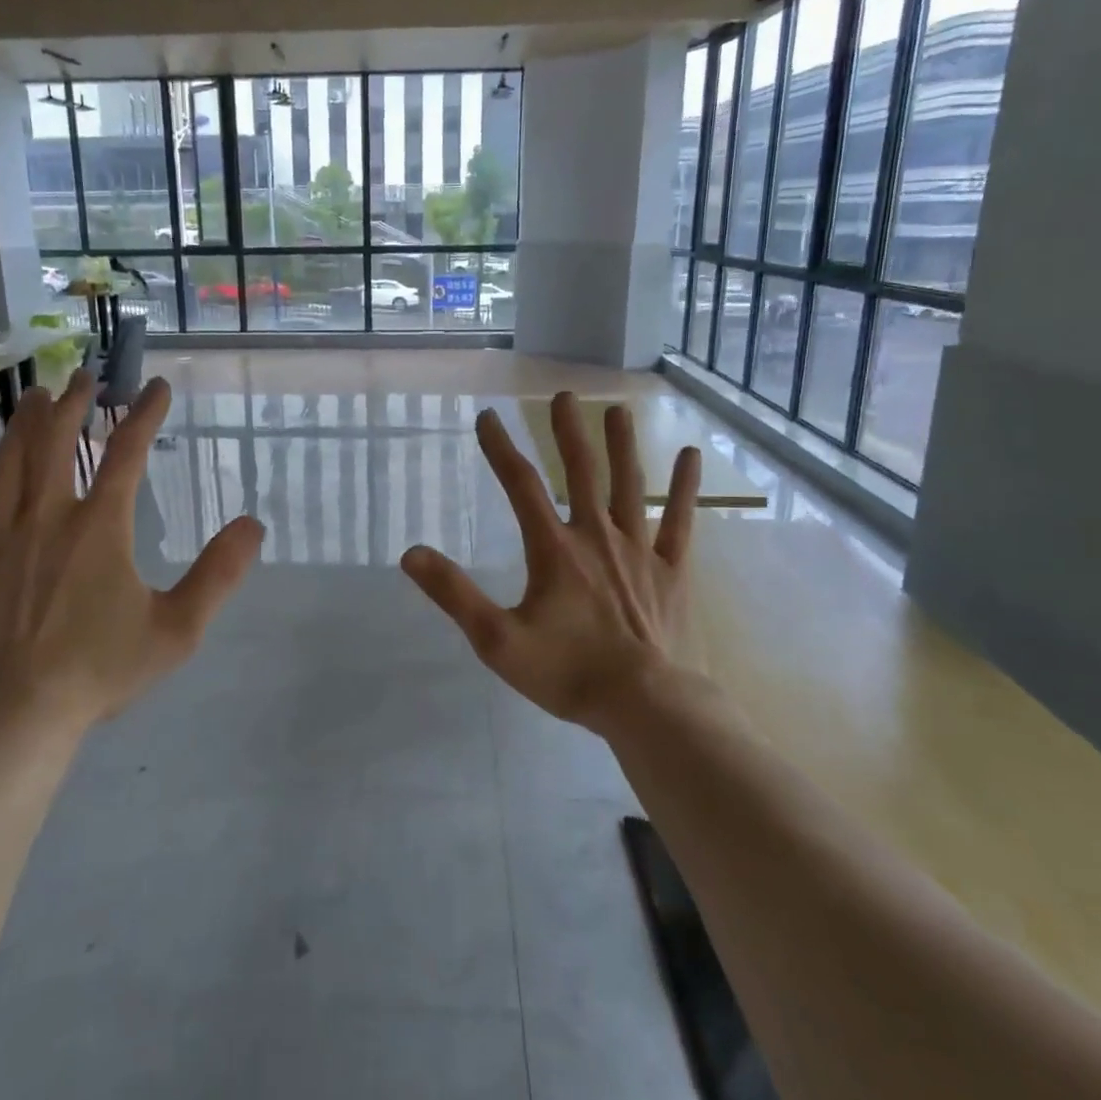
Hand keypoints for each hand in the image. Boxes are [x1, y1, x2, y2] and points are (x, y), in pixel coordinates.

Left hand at [0, 370, 263, 735]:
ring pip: (11, 460)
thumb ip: (219, 574)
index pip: (127, 453)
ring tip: (36, 392)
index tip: (155, 387)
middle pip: (61, 442)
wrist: (17, 715)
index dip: (144, 414)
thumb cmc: (101, 670)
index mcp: (101, 527)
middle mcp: (49, 516)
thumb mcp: (178, 628)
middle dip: (75, 404)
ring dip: (26, 421)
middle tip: (84, 376)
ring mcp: (0, 535)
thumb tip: (253, 524)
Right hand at [401, 392, 700, 732]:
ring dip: (621, 445)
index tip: (487, 416)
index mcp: (554, 549)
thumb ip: (455, 594)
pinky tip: (689, 456)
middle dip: (567, 432)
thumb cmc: (567, 673)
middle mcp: (596, 536)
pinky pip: (680, 521)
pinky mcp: (671, 570)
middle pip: (580, 472)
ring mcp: (638, 549)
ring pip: (628, 485)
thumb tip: (411, 554)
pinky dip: (684, 488)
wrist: (645, 705)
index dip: (501, 448)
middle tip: (563, 395)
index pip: (521, 486)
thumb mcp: (498, 639)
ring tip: (617, 409)